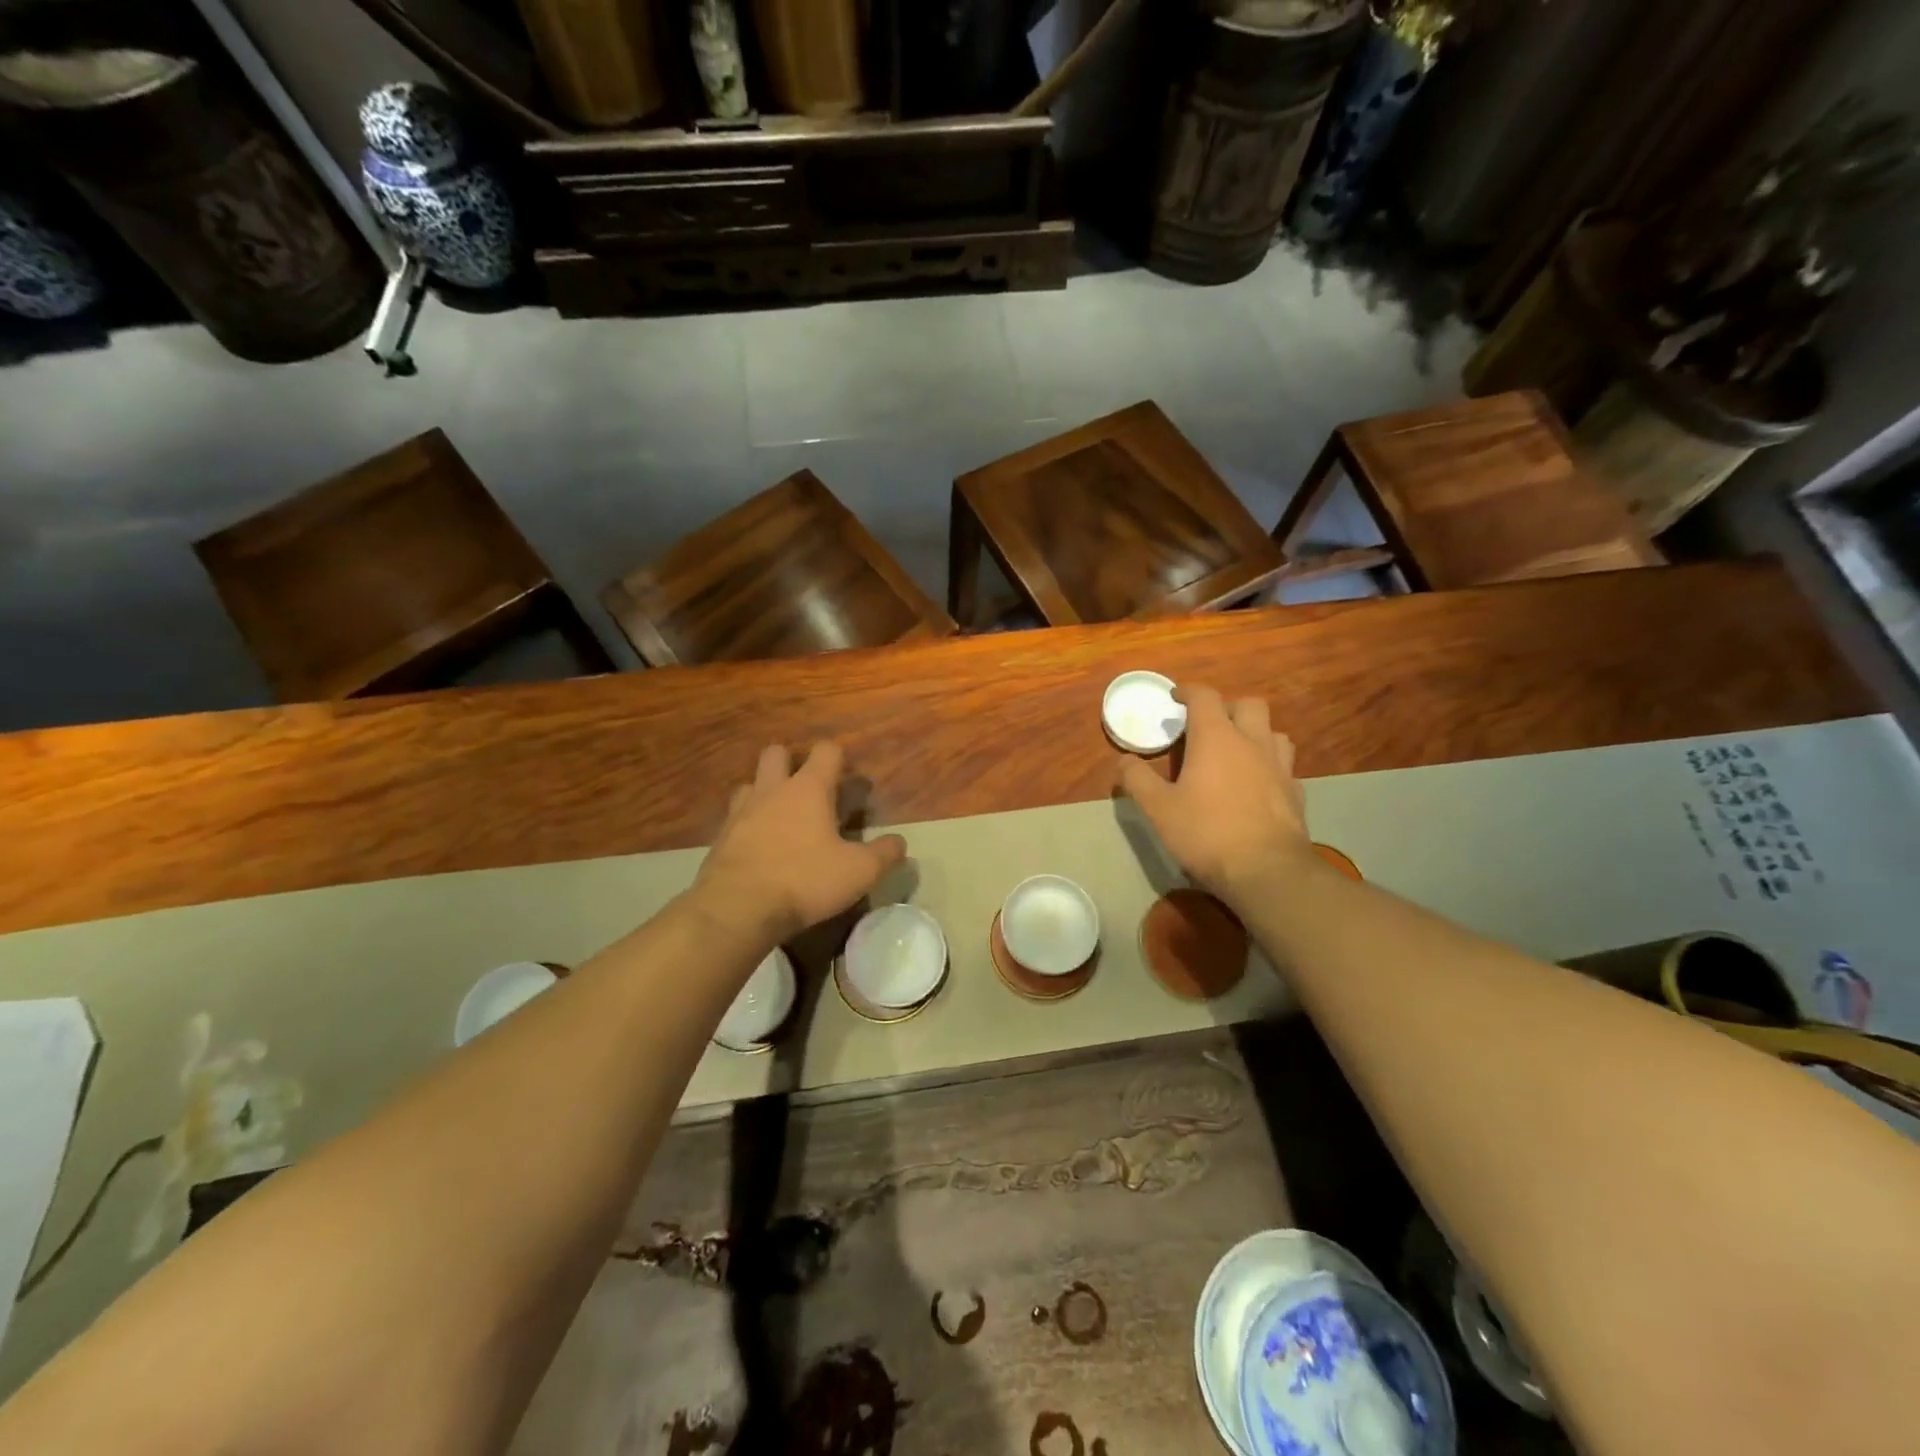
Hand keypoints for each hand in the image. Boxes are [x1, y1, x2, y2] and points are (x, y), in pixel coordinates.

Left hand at [693, 742, 906, 944]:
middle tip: (809, 791)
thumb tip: (899, 842)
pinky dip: (748, 825)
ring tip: (781, 818)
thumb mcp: (859, 872)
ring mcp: (741, 812)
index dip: (840, 758)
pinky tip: (760, 848)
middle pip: (777, 753)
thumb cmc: (805, 880)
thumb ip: (884, 854)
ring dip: (765, 793)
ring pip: (750, 784)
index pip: (826, 750)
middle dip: (792, 763)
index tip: (849, 781)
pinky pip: (735, 819)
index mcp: (808, 789)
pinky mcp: (720, 838)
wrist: (737, 908)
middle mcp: (772, 790)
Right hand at [1117, 686, 1315, 907]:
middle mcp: (1252, 742)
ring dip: (1254, 733)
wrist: (1267, 871)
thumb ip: (1138, 779)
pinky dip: (1269, 766)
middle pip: (1248, 704)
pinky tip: (1257, 785)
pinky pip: (1284, 766)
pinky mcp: (1296, 792)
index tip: (1175, 697)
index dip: (1188, 692)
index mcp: (1216, 738)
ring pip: (1273, 732)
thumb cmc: (1206, 832)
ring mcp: (1279, 767)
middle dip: (1227, 707)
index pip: (1205, 696)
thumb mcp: (1158, 808)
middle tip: (1208, 725)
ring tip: (1236, 751)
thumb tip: (1123, 760)